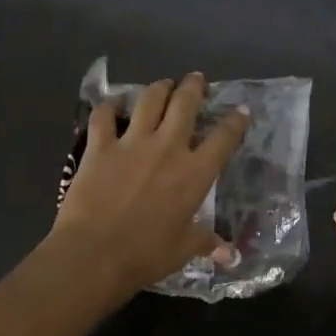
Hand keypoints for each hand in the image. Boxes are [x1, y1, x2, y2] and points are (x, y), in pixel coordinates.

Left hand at [51, 72, 248, 295]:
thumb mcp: (184, 250)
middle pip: (185, 104)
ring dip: (159, 88)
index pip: (223, 139)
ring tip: (163, 84)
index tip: (241, 110)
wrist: (95, 253)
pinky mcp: (99, 146)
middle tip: (196, 80)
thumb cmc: (147, 254)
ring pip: (149, 100)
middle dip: (194, 88)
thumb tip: (230, 255)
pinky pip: (104, 116)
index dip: (235, 121)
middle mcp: (167, 148)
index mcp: (194, 173)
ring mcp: (131, 143)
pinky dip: (109, 107)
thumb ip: (206, 242)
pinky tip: (112, 104)